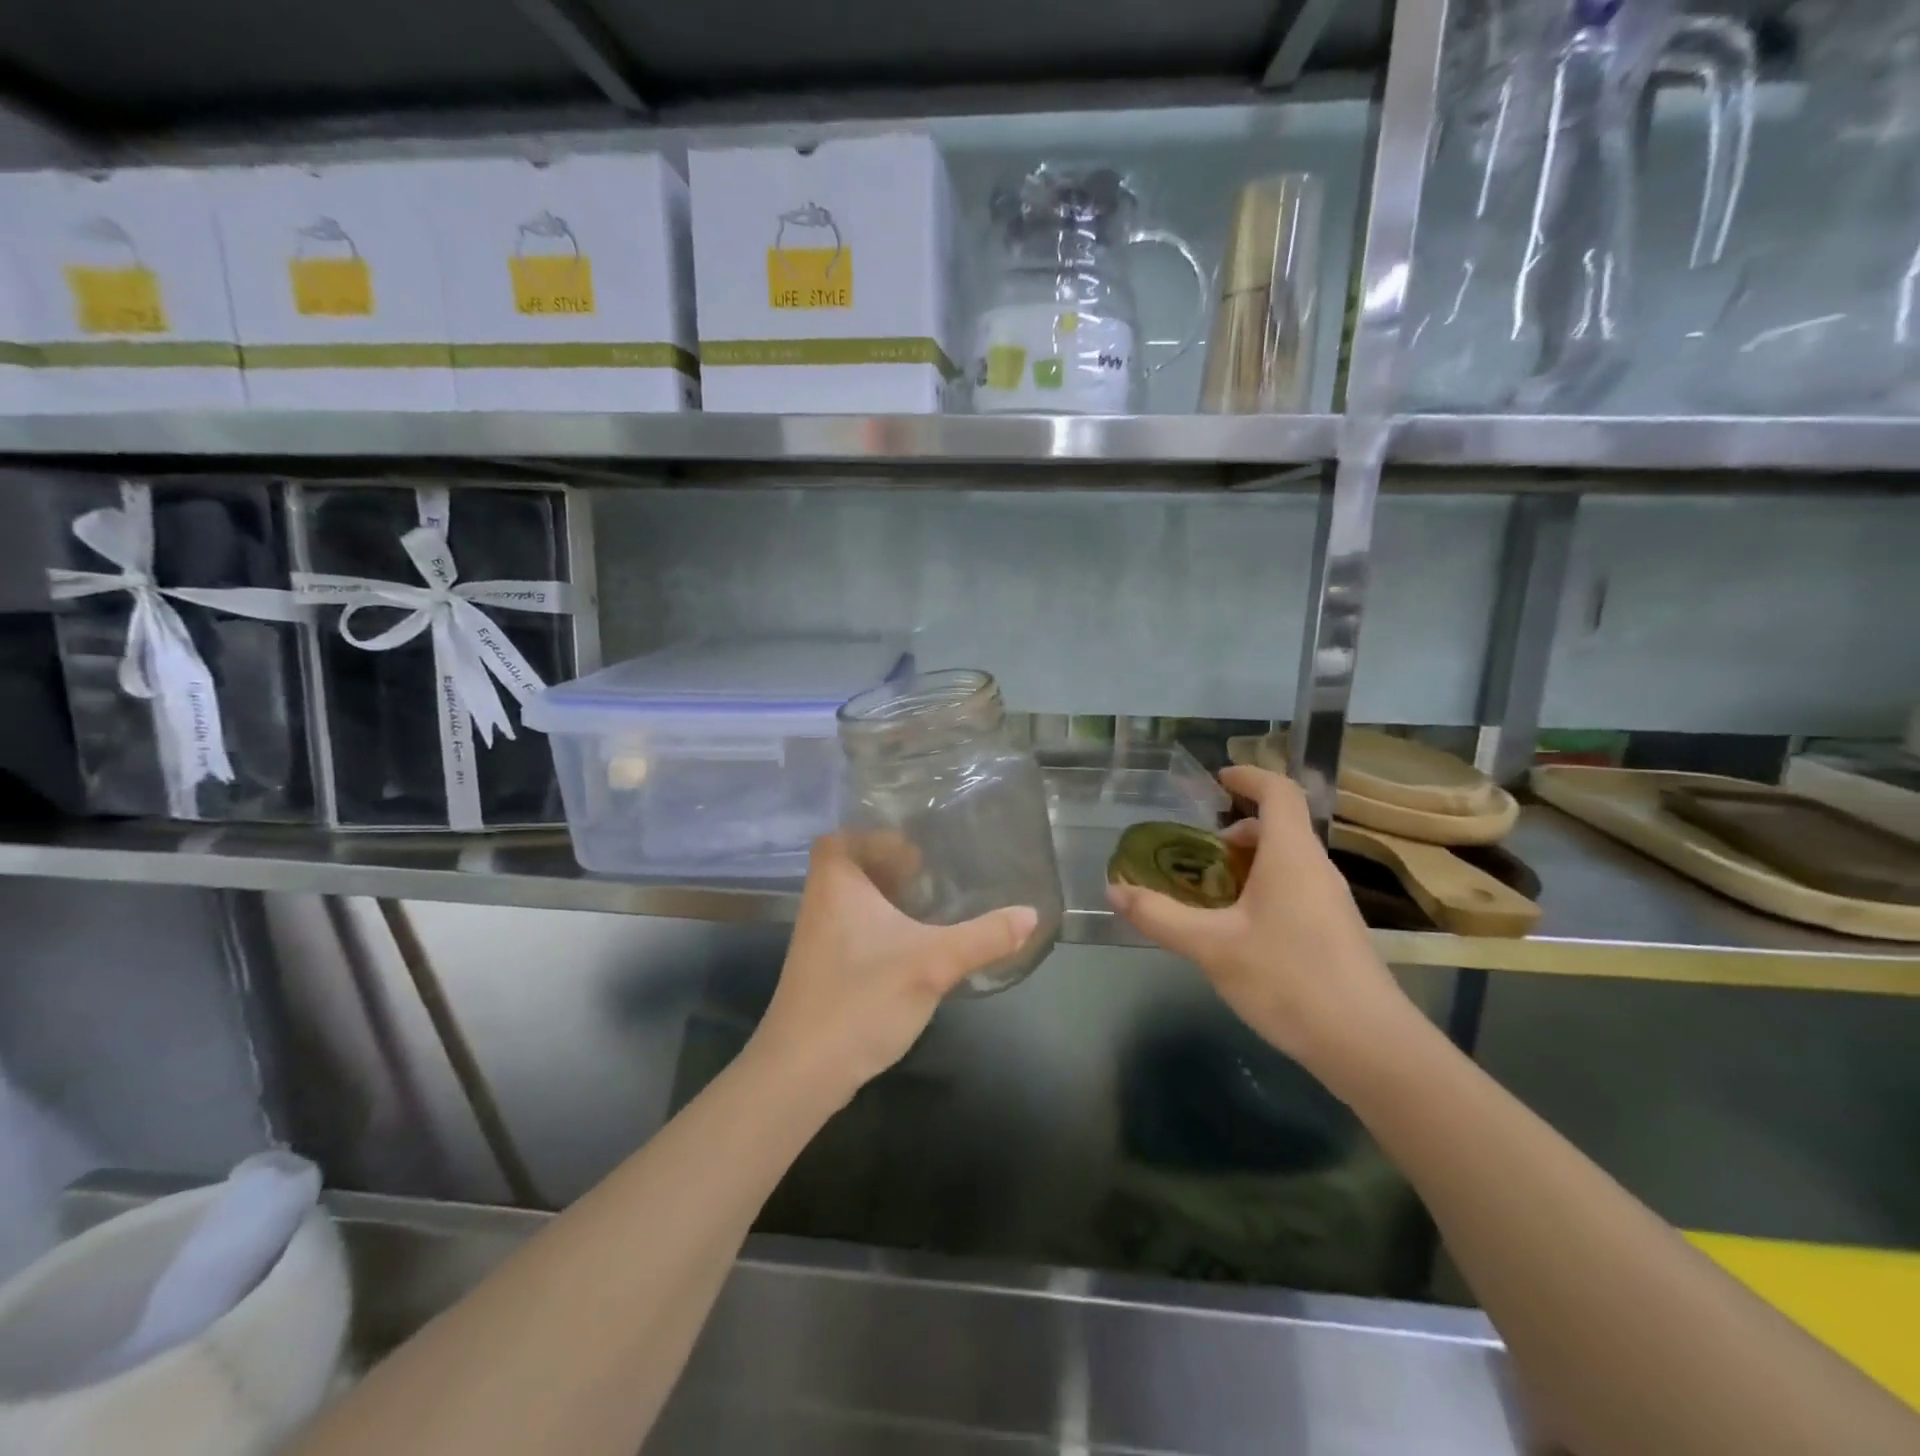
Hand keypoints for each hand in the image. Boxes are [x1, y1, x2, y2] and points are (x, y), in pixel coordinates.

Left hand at [748, 832, 1038, 1107]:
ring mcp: (817, 941)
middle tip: (930, 872)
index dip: (874, 835)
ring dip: (885, 899)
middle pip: (849, 867)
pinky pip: (852, 932)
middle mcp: (819, 905)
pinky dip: (879, 929)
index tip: (915, 848)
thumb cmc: (861, 999)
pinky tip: (911, 948)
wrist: (802, 1072)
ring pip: (851, 903)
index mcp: (835, 885)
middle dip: (887, 866)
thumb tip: (1031, 914)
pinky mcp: (822, 972)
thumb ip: (983, 937)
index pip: (841, 837)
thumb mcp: (932, 964)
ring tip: (928, 905)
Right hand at [1106, 765, 1408, 1068]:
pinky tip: (1239, 931)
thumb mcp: (1211, 947)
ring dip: (1248, 864)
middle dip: (1237, 830)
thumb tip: (1114, 890)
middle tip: (1198, 851)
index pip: (1279, 792)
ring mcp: (1330, 902)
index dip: (1249, 776)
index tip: (1217, 779)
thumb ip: (1160, 917)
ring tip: (1210, 894)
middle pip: (1280, 827)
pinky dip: (1263, 890)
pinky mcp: (1334, 932)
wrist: (1368, 1046)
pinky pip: (1294, 889)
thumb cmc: (1289, 979)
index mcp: (1291, 855)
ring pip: (1287, 862)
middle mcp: (1316, 869)